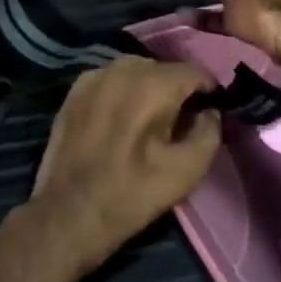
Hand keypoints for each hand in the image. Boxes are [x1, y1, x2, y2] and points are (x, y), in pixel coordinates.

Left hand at [24, 58, 221, 278]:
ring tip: (146, 123)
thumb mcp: (188, 170)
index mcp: (154, 84)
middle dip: (176, 91)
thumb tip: (210, 111)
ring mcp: (94, 76)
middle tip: (177, 125)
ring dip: (147, 90)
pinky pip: (110, 81)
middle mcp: (123, 68)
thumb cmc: (133, 193)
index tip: (208, 115)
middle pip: (164, 70)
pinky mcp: (74, 91)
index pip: (195, 72)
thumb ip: (210, 131)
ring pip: (135, 72)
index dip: (208, 92)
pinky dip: (121, 94)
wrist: (69, 213)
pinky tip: (118, 121)